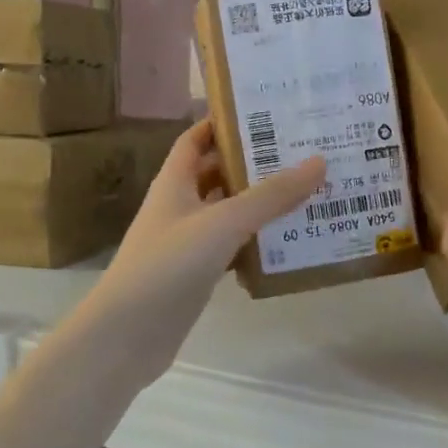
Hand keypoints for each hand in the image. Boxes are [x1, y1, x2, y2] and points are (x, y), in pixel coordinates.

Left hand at [61, 117, 324, 392]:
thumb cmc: (168, 265)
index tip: (265, 112)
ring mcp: (186, 243)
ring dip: (260, 205)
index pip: (196, 139)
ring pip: (228, 214)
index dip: (223, 122)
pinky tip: (289, 243)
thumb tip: (319, 161)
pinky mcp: (196, 275)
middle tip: (301, 152)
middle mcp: (179, 207)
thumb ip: (271, 196)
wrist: (128, 336)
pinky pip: (232, 249)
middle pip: (217, 174)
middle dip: (253, 163)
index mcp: (174, 183)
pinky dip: (256, 244)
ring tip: (307, 192)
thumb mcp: (222, 223)